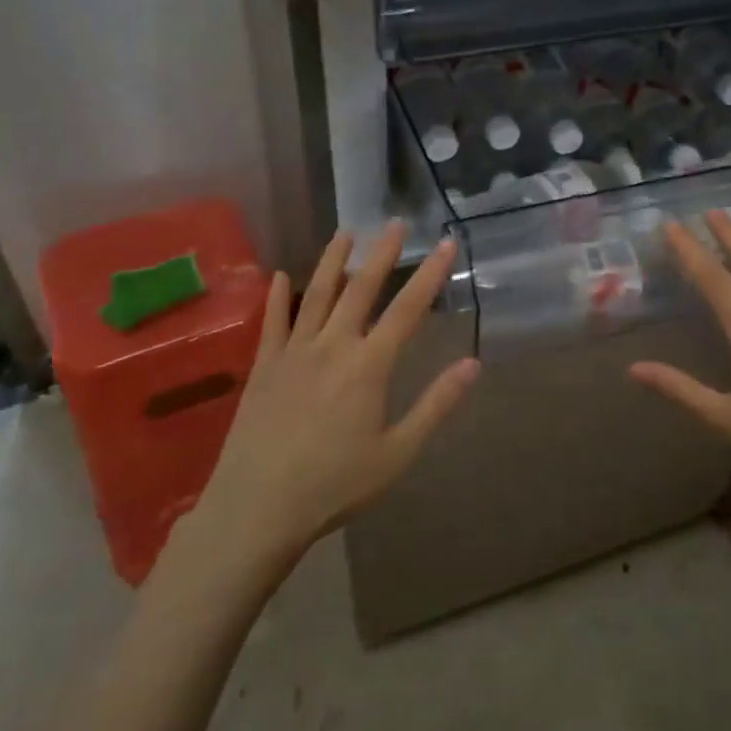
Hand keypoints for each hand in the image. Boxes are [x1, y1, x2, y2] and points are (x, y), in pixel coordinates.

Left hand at [181, 223, 478, 569]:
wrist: (257, 508)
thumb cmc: (335, 485)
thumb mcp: (397, 453)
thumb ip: (436, 405)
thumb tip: (473, 364)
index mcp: (369, 366)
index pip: (408, 309)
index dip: (430, 274)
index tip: (446, 242)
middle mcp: (332, 346)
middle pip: (361, 289)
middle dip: (382, 253)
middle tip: (394, 222)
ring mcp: (293, 352)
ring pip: (316, 294)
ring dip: (332, 260)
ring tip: (345, 232)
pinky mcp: (263, 366)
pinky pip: (272, 322)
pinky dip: (277, 296)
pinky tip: (278, 276)